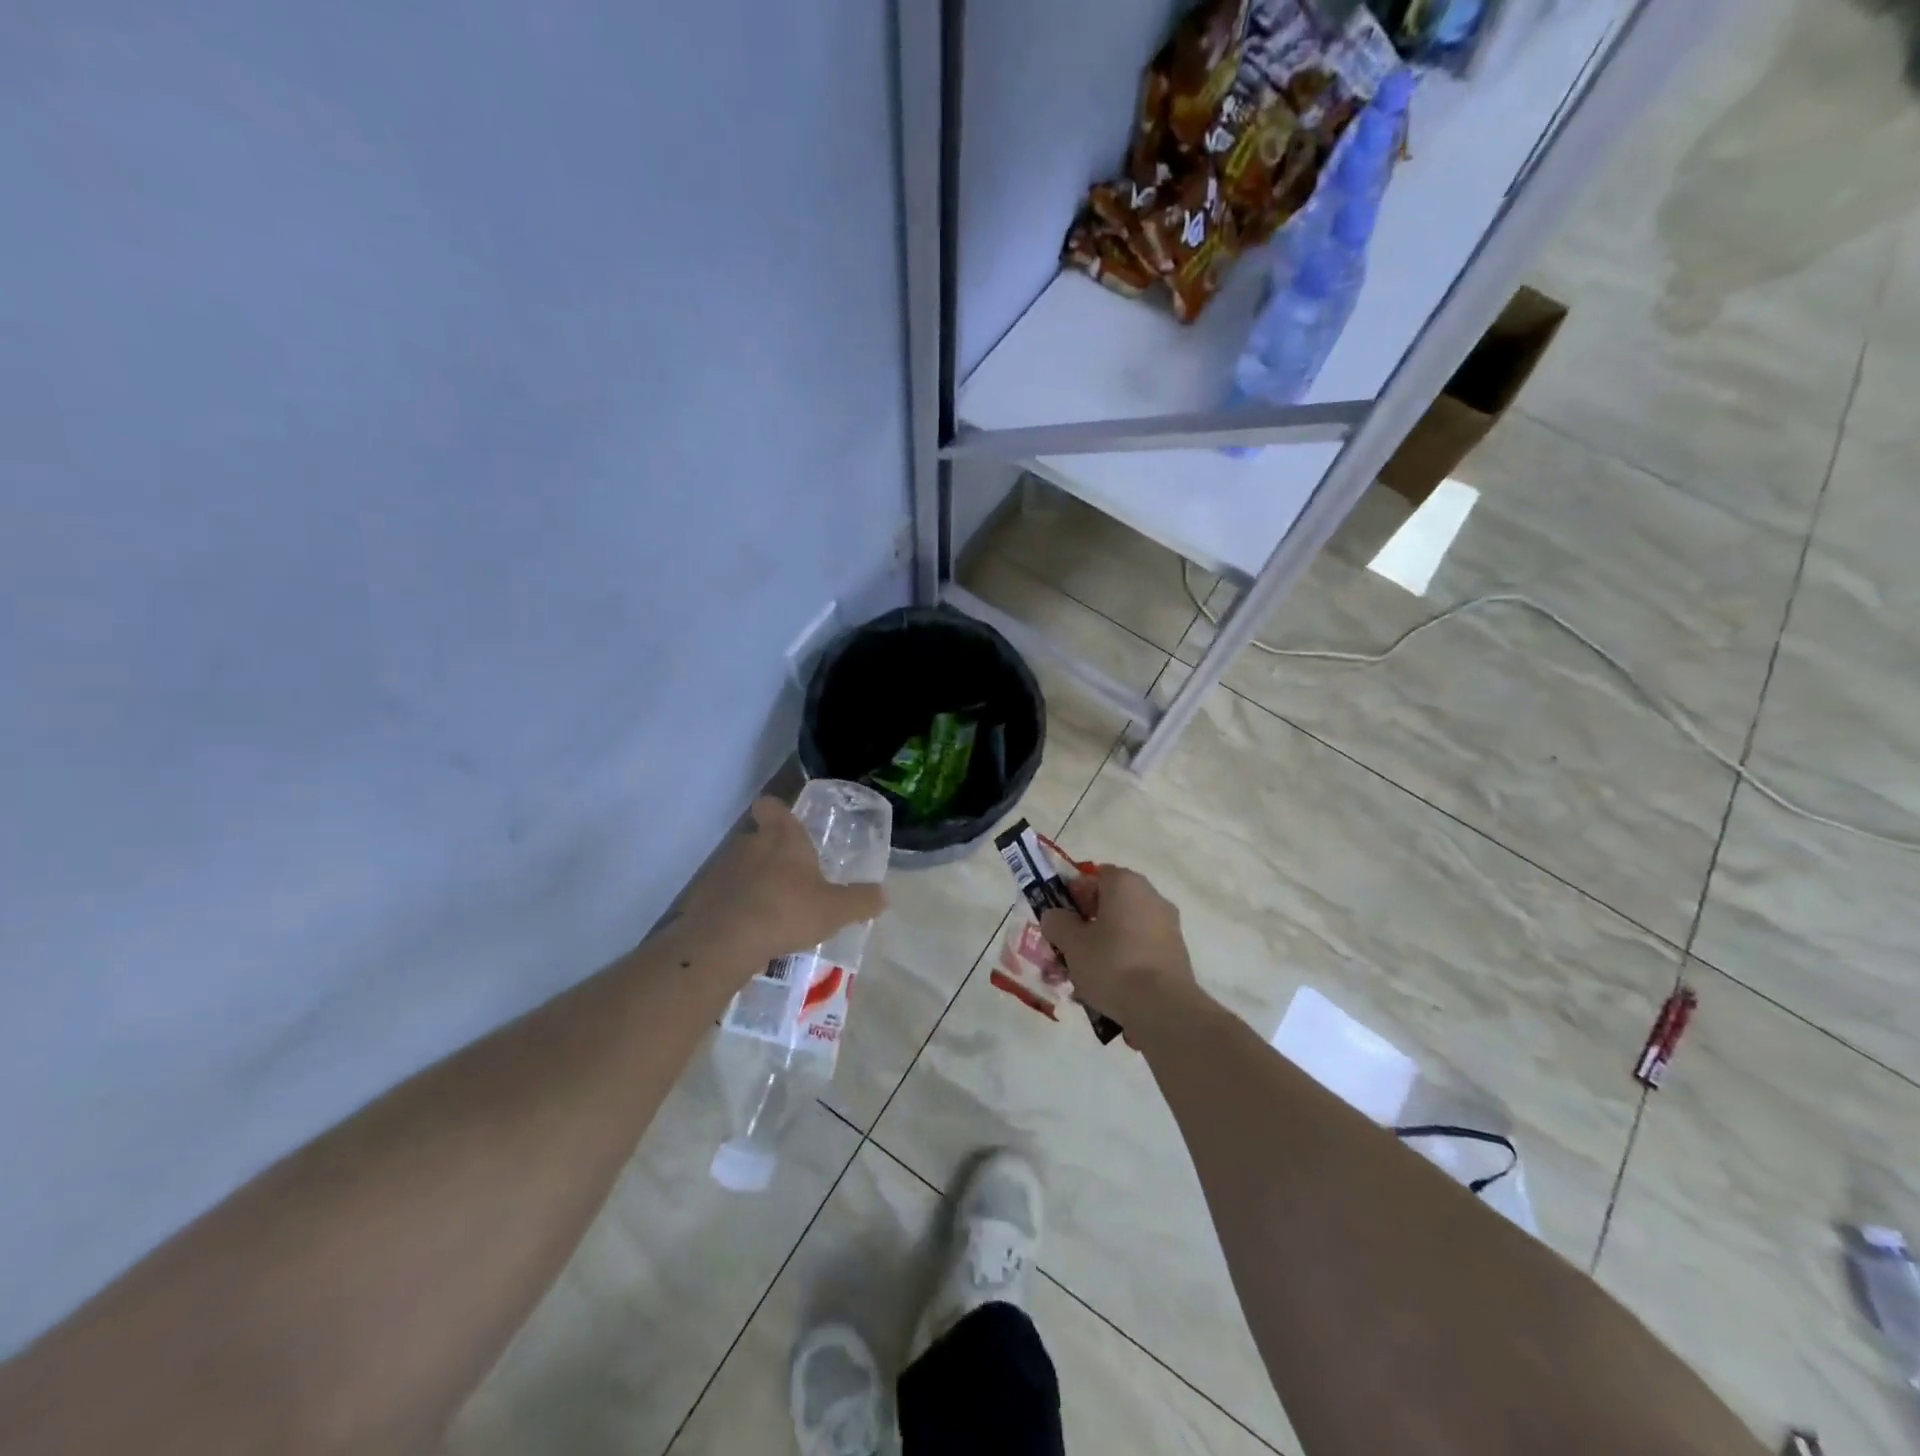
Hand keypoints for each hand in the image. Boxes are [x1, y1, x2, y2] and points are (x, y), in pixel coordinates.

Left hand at [680, 798, 886, 966]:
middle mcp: (750, 844)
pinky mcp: (703, 896)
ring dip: (753, 883)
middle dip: (772, 856)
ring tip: (772, 912)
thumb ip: (861, 901)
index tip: (785, 824)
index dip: (777, 811)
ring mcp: (722, 869)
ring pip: (741, 867)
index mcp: (783, 838)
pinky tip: (748, 931)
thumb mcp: (835, 910)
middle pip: (759, 838)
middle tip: (792, 881)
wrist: (724, 942)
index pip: (773, 806)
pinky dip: (735, 907)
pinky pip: (724, 895)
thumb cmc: (786, 911)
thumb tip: (882, 895)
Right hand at [1039, 866, 1194, 1028]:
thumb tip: (1055, 916)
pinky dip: (1124, 962)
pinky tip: (1109, 989)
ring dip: (1104, 947)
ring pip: (1124, 930)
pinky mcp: (1177, 953)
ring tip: (1084, 978)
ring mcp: (1168, 925)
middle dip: (1087, 926)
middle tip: (1068, 951)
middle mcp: (1151, 896)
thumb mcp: (1072, 943)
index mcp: (1126, 883)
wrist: (1164, 1008)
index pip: (1094, 877)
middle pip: (1110, 904)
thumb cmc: (1112, 964)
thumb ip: (1057, 923)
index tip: (1060, 920)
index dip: (1073, 895)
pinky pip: (1141, 950)